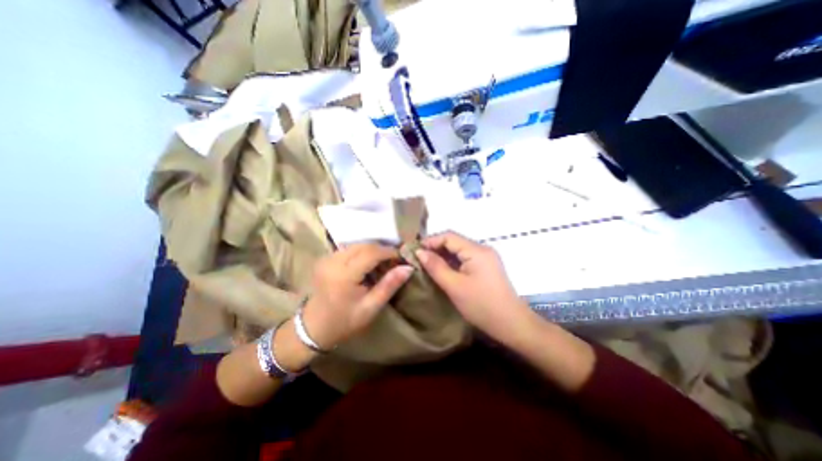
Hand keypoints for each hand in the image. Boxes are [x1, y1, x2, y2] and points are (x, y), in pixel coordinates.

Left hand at [301, 244, 414, 349]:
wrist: (313, 328)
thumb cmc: (344, 321)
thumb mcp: (371, 307)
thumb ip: (389, 285)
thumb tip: (408, 268)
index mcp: (344, 275)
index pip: (371, 253)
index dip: (389, 252)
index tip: (401, 258)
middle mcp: (333, 261)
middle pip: (364, 245)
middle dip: (381, 249)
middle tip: (393, 261)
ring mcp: (327, 258)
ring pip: (356, 245)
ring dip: (372, 250)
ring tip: (382, 262)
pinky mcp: (325, 259)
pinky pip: (348, 249)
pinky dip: (362, 252)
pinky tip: (367, 264)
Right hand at [415, 232, 529, 339]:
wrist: (511, 324)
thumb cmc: (481, 305)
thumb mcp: (454, 286)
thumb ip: (436, 266)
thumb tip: (419, 252)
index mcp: (476, 250)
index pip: (449, 236)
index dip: (430, 241)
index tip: (414, 251)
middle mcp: (482, 249)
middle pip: (454, 241)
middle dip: (435, 248)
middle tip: (418, 258)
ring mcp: (486, 258)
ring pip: (459, 250)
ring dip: (443, 255)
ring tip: (426, 264)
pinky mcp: (486, 267)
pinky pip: (465, 259)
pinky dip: (452, 262)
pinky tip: (442, 270)